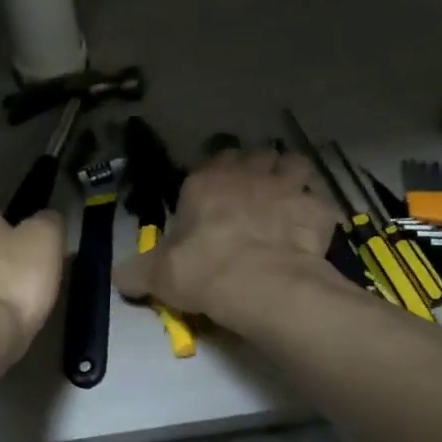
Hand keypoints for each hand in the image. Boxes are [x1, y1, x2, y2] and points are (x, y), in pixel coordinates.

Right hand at [114, 149, 342, 322]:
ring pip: (296, 164)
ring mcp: (287, 188)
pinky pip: (323, 202)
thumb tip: (118, 278)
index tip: (218, 191)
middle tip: (255, 194)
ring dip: (293, 177)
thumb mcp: (157, 275)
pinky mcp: (317, 210)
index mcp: (206, 181)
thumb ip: (138, 272)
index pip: (215, 159)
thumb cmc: (202, 270)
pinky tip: (313, 230)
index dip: (219, 172)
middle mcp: (248, 174)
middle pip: (259, 155)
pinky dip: (318, 213)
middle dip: (258, 169)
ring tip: (288, 199)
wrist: (260, 285)